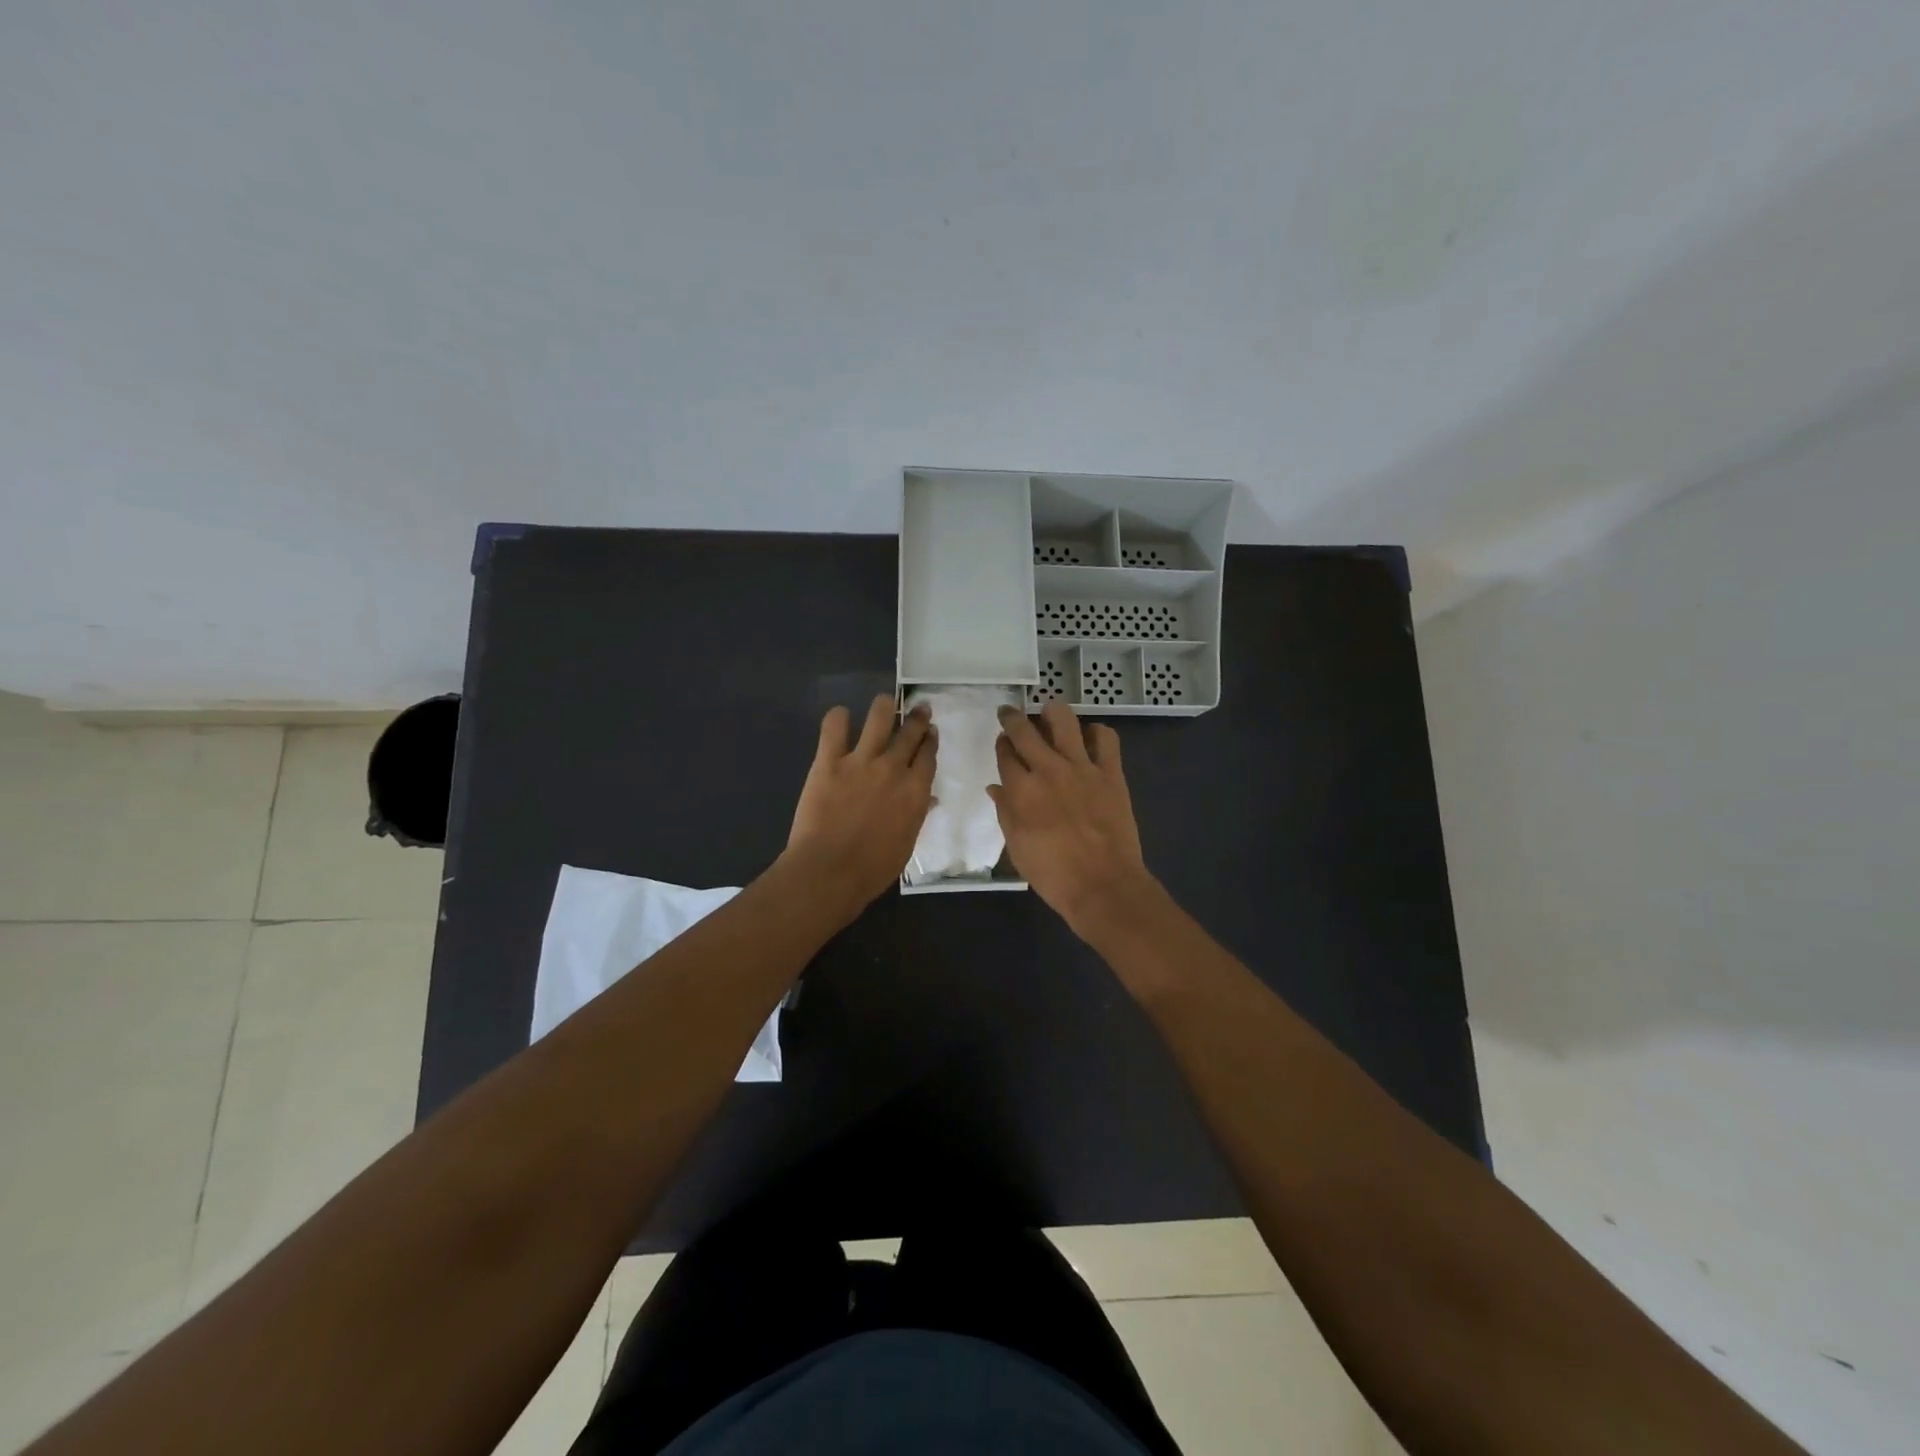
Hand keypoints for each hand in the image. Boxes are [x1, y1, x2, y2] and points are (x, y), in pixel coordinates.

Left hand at [784, 695, 936, 920]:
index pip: (928, 755)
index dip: (930, 740)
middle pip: (910, 732)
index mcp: (915, 790)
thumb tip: (927, 799)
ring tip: (884, 702)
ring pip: (879, 718)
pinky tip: (840, 716)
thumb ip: (916, 815)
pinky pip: (834, 727)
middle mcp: (893, 768)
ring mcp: (860, 761)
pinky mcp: (829, 761)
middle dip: (916, 718)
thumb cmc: (873, 868)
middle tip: (918, 708)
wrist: (830, 870)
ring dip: (884, 706)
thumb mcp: (906, 843)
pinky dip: (838, 717)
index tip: (930, 731)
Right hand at [988, 700, 1155, 940]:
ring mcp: (1081, 768)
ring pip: (1064, 721)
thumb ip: (1005, 812)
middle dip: (1013, 718)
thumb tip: (996, 788)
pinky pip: (1106, 739)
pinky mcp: (1110, 773)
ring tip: (1049, 714)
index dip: (1001, 745)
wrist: (1102, 884)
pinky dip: (1097, 733)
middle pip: (1025, 730)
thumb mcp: (1017, 847)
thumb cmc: (1053, 874)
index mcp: (1021, 790)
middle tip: (1010, 713)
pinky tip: (1091, 737)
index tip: (1002, 743)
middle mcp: (1048, 770)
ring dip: (1053, 712)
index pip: (1005, 754)